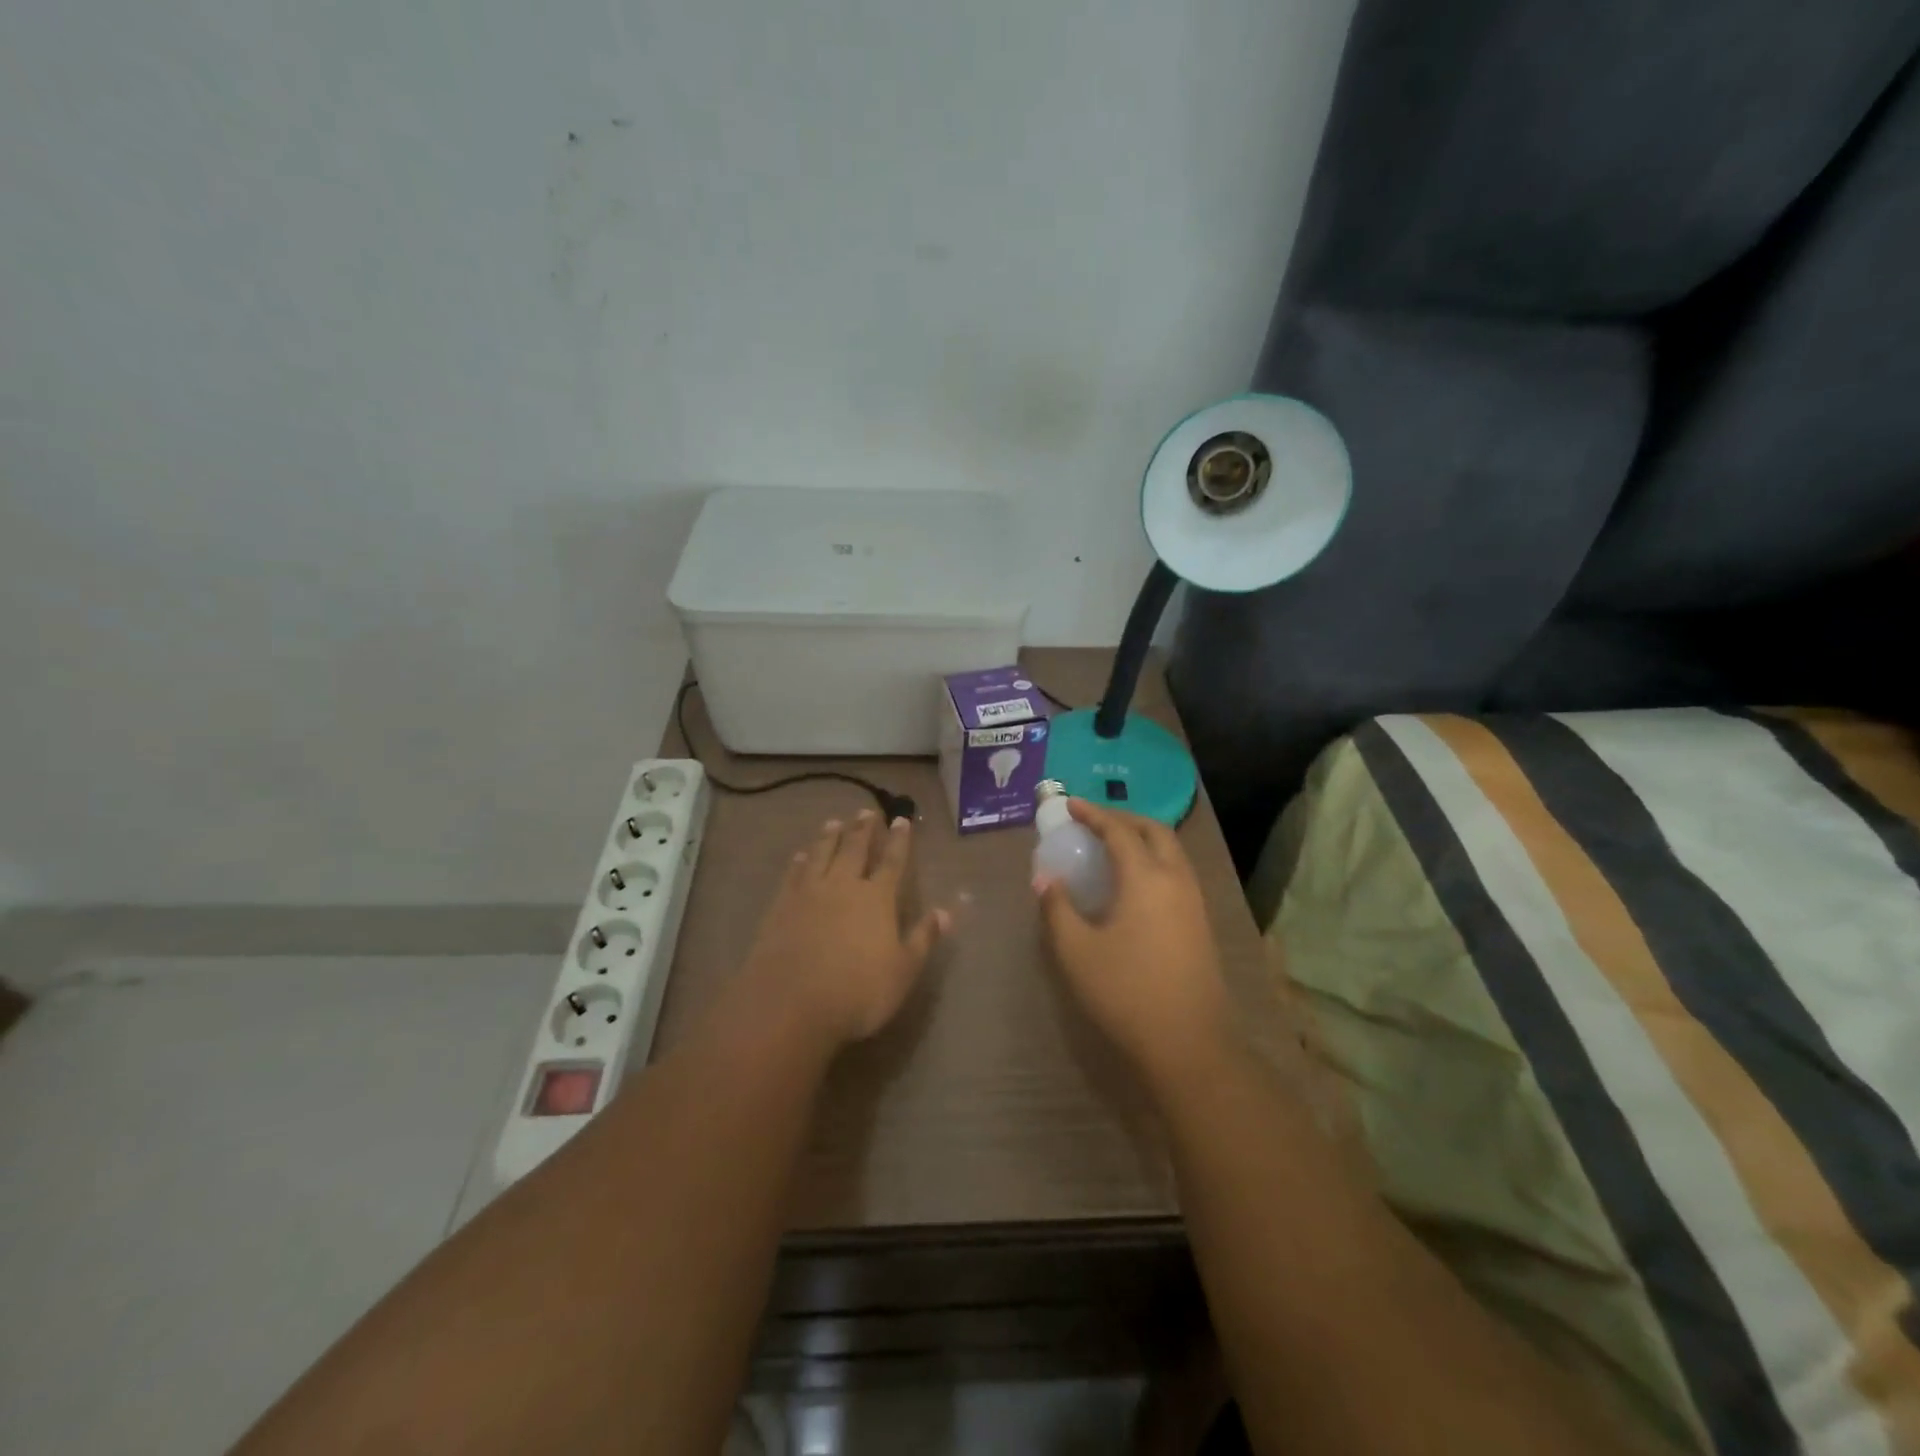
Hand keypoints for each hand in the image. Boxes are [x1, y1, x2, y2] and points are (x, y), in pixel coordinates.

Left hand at [736, 810, 949, 1052]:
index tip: (901, 820)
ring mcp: (809, 894)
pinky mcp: (781, 906)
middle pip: (854, 850)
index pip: (892, 862)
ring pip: (822, 855)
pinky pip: (793, 875)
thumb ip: (923, 939)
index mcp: (877, 899)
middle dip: (863, 829)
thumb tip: (945, 912)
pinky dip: (799, 862)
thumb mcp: (903, 971)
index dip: (899, 841)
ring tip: (834, 822)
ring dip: (830, 837)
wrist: (790, 1003)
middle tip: (866, 811)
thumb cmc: (857, 992)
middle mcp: (844, 886)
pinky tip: (800, 855)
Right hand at [1035, 800, 1228, 1082]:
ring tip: (1113, 846)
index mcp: (1146, 878)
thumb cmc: (1126, 992)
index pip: (1119, 831)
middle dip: (1124, 818)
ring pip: (1172, 851)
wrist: (1189, 1044)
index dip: (1093, 814)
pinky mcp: (1201, 924)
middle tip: (1094, 821)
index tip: (1070, 804)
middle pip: (1155, 831)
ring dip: (1143, 838)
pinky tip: (1134, 883)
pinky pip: (1177, 872)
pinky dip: (1154, 860)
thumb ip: (1057, 909)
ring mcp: (1194, 902)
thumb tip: (1045, 879)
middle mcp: (1176, 880)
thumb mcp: (1076, 951)